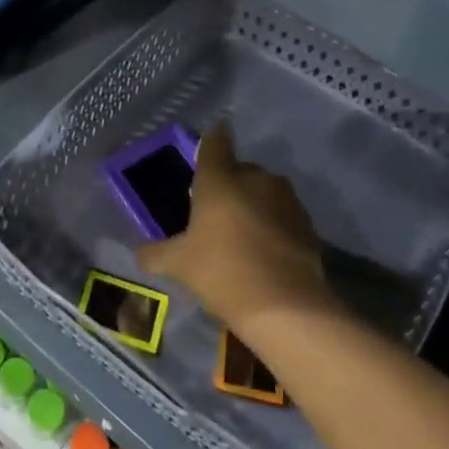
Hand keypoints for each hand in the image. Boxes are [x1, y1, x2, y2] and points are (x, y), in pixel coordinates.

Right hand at [137, 123, 337, 334]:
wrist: (286, 307)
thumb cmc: (223, 271)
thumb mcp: (178, 265)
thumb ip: (155, 253)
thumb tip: (140, 252)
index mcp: (220, 178)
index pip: (215, 142)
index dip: (210, 141)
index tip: (206, 146)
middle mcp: (255, 178)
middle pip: (239, 170)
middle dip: (229, 185)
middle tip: (214, 212)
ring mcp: (286, 200)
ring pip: (264, 192)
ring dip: (253, 205)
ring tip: (241, 235)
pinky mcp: (308, 224)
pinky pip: (283, 216)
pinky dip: (273, 226)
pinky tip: (265, 253)